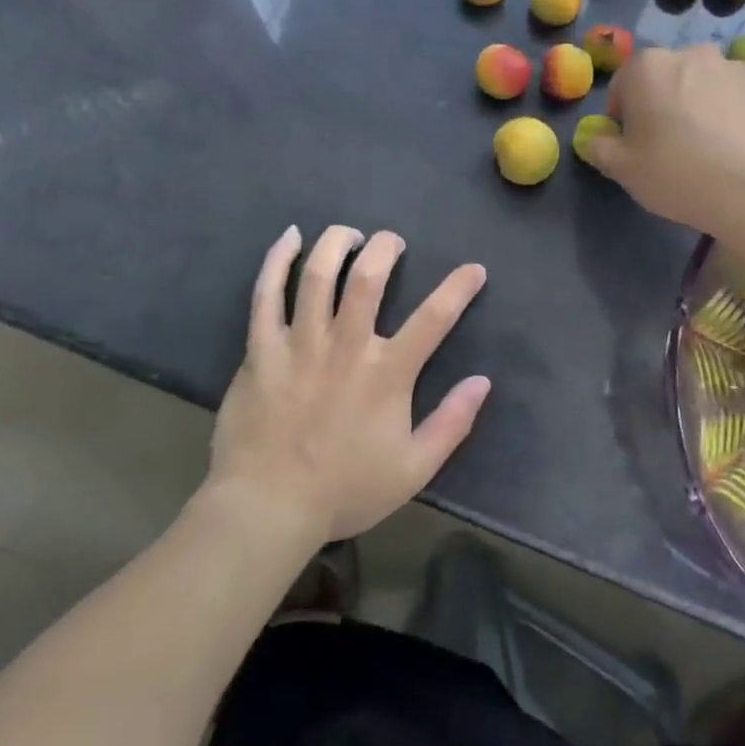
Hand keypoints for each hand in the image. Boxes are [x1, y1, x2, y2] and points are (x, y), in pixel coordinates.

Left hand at [208, 225, 488, 543]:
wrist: (266, 511)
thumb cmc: (344, 490)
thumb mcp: (413, 469)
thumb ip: (452, 424)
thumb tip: (483, 381)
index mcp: (387, 373)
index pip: (434, 318)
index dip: (460, 287)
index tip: (474, 269)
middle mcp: (346, 347)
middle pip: (368, 277)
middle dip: (385, 248)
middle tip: (391, 243)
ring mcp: (299, 345)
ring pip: (317, 275)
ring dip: (336, 244)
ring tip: (348, 234)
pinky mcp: (261, 351)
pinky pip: (265, 296)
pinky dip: (276, 261)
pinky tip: (289, 238)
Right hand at [585, 44, 744, 235]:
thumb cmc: (678, 174)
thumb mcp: (624, 170)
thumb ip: (600, 147)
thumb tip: (596, 137)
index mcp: (648, 67)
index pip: (622, 85)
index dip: (622, 116)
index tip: (633, 145)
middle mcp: (691, 54)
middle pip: (665, 79)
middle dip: (661, 104)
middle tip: (668, 146)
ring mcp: (733, 67)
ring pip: (702, 85)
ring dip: (697, 106)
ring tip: (706, 148)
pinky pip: (735, 98)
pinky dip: (729, 114)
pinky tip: (734, 149)